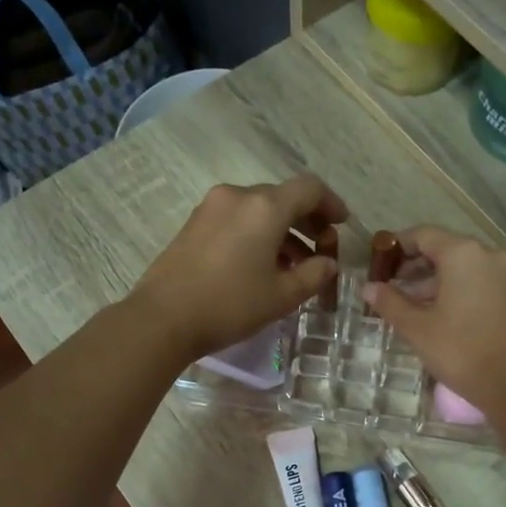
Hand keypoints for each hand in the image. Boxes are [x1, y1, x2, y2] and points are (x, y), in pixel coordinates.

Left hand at [129, 175, 345, 359]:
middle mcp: (238, 196)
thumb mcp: (282, 296)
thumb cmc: (230, 305)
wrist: (163, 318)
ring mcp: (211, 207)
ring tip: (294, 265)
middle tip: (321, 249)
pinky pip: (236, 218)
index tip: (342, 224)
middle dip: (307, 220)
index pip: (309, 188)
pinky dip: (256, 233)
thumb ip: (314, 274)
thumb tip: (328, 263)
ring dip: (282, 230)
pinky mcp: (194, 223)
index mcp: (265, 207)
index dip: (331, 203)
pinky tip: (260, 265)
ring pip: (258, 209)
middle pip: (282, 197)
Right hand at [361, 228, 505, 413]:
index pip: (423, 235)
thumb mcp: (417, 328)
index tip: (379, 264)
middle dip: (415, 266)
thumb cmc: (461, 350)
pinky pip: (479, 281)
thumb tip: (368, 287)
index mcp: (462, 253)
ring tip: (411, 304)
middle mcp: (488, 255)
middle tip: (391, 286)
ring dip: (435, 280)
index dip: (398, 247)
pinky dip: (457, 289)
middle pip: (445, 249)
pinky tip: (441, 314)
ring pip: (463, 267)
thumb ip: (390, 302)